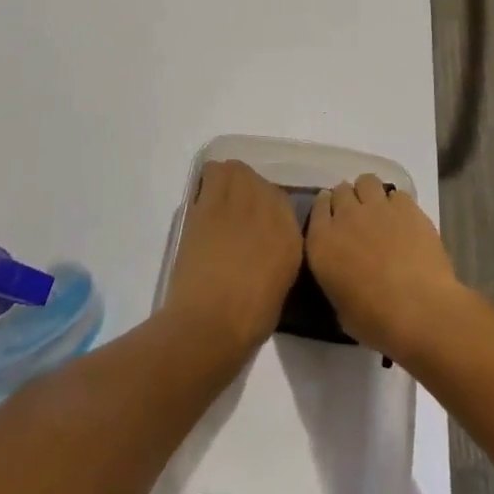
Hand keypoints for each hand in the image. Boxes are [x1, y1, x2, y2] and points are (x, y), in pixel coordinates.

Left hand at [162, 160, 303, 357]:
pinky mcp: (207, 206)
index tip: (254, 221)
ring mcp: (237, 205)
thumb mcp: (280, 283)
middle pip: (258, 179)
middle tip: (235, 210)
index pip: (282, 200)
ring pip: (234, 170)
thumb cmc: (248, 318)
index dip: (266, 208)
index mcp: (291, 234)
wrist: (210, 324)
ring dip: (228, 180)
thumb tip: (265, 241)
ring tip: (219, 200)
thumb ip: (278, 252)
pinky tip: (203, 202)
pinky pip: (209, 175)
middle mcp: (269, 211)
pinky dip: (206, 182)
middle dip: (247, 189)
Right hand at [305, 174, 469, 362]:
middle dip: (347, 200)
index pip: (317, 207)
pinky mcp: (406, 207)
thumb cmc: (375, 320)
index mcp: (321, 242)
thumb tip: (343, 272)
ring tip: (379, 212)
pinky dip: (397, 204)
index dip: (326, 210)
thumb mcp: (339, 306)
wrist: (419, 311)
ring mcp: (377, 208)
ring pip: (366, 181)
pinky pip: (396, 194)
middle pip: (341, 190)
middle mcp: (345, 216)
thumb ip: (335, 278)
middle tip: (357, 219)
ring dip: (369, 193)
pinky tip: (404, 221)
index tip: (333, 220)